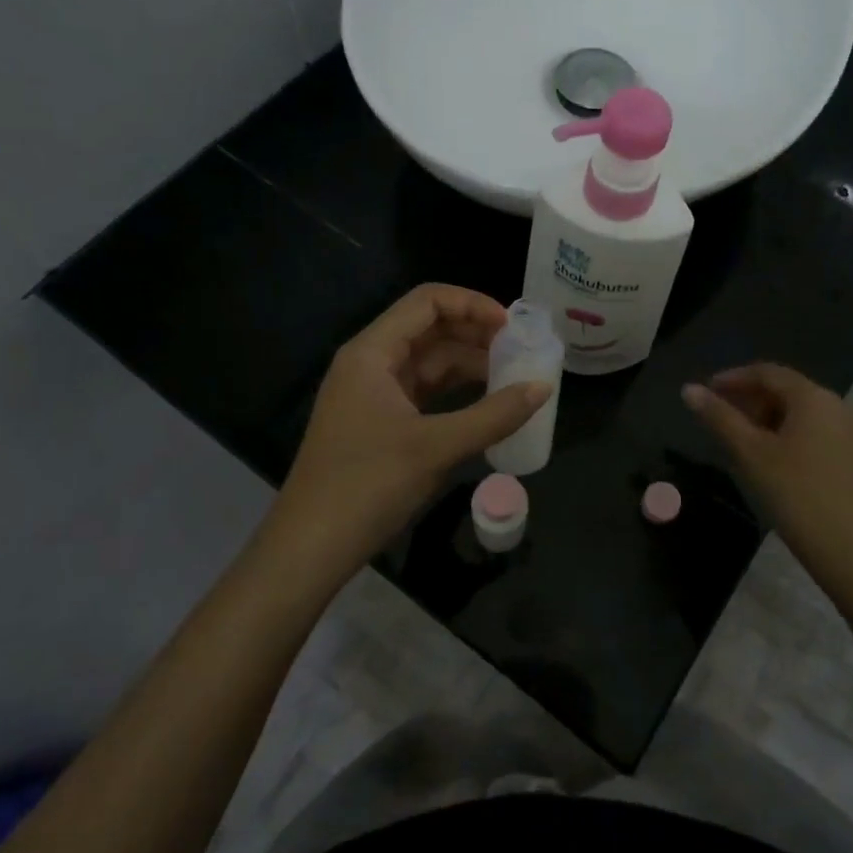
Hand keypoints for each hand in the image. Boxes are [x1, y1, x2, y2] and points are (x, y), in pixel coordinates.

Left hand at [262, 285, 551, 589]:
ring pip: (429, 362)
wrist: (309, 550)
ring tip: (514, 375)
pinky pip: (424, 392)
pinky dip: (456, 392)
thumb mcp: (436, 448)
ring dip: (469, 364)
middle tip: (521, 349)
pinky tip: (487, 403)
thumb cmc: (367, 486)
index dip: (472, 304)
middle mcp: (370, 363)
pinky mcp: (379, 423)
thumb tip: (543, 388)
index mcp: (372, 352)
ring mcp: (373, 394)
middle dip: (475, 334)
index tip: (512, 326)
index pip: (427, 301)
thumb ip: (494, 415)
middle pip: (429, 328)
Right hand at [682, 364, 852, 579]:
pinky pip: (810, 432)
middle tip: (717, 417)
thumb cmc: (796, 495)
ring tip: (737, 440)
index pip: (766, 372)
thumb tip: (689, 389)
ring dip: (764, 418)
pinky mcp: (850, 458)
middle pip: (783, 390)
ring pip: (797, 413)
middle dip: (748, 399)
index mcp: (812, 397)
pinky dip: (783, 435)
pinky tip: (767, 459)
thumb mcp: (750, 454)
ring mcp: (846, 433)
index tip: (705, 392)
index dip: (732, 378)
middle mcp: (834, 406)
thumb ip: (719, 418)